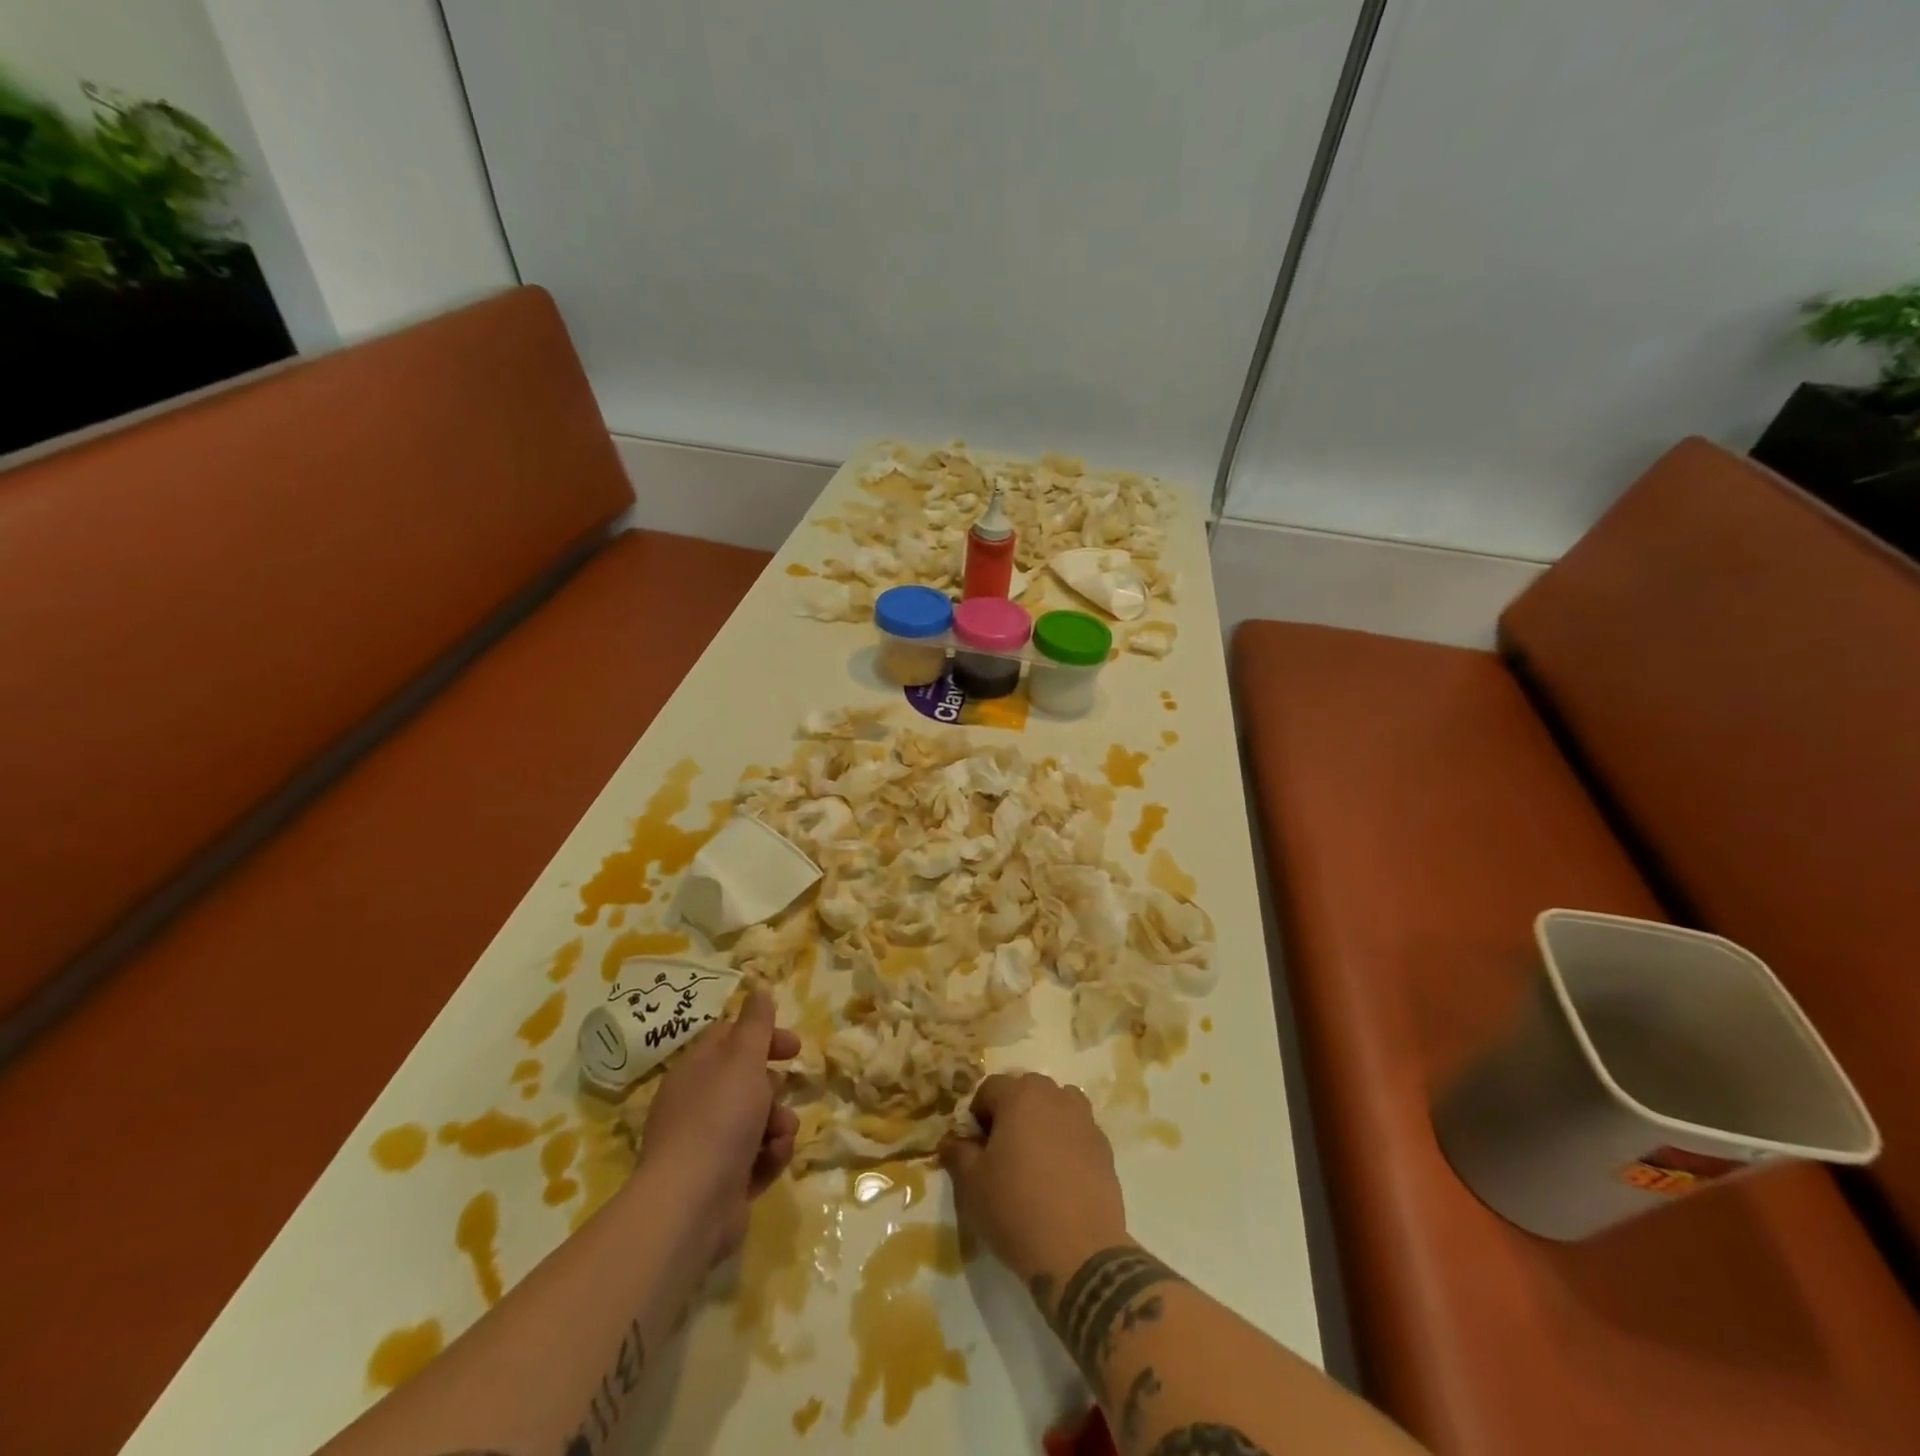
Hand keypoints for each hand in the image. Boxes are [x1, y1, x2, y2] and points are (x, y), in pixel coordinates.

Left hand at [637, 991, 800, 1260]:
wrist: (691, 1205)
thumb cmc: (719, 1119)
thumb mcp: (743, 1059)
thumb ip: (755, 1024)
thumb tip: (757, 989)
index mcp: (695, 1071)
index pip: (729, 1040)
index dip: (763, 1037)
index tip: (793, 1046)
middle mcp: (696, 1105)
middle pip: (745, 1083)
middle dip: (773, 1087)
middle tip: (785, 1090)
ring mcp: (706, 1147)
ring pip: (755, 1122)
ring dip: (777, 1124)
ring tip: (781, 1133)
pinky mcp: (721, 1183)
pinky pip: (755, 1158)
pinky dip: (769, 1156)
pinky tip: (774, 1158)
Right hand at [940, 1072, 1127, 1283]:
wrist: (1080, 1252)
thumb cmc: (1016, 1209)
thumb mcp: (971, 1185)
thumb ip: (958, 1153)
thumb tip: (952, 1141)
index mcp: (1020, 1096)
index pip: (990, 1088)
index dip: (978, 1114)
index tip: (975, 1146)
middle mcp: (1054, 1097)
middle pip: (1027, 1089)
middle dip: (1012, 1111)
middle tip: (1003, 1149)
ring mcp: (1084, 1120)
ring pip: (1057, 1104)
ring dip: (1044, 1119)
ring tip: (1035, 1157)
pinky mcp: (1104, 1147)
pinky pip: (1078, 1130)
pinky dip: (1067, 1141)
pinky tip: (1060, 1176)